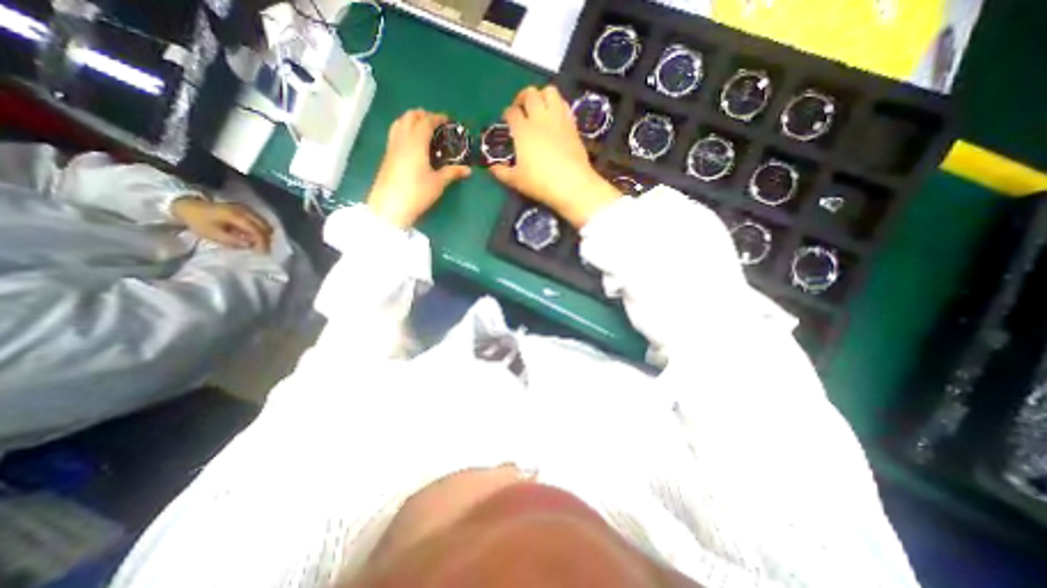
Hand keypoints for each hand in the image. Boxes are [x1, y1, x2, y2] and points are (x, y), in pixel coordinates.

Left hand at [173, 196, 271, 253]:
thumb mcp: (212, 234)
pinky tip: (253, 236)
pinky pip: (260, 221)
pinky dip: (260, 230)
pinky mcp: (246, 210)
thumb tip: (250, 245)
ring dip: (264, 234)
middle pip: (266, 226)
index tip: (264, 253)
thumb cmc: (198, 221)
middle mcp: (246, 211)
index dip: (262, 242)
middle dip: (266, 239)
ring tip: (258, 244)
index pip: (257, 230)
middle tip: (263, 249)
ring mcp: (247, 209)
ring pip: (265, 224)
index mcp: (236, 216)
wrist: (187, 205)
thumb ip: (232, 240)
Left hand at [365, 108, 471, 225]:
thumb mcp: (438, 183)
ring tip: (422, 127)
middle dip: (423, 115)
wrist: (390, 206)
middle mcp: (402, 139)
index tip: (447, 120)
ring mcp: (392, 147)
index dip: (437, 118)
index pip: (426, 122)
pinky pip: (395, 133)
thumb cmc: (417, 193)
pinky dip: (404, 128)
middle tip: (435, 122)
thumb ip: (452, 173)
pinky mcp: (387, 156)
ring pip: (399, 122)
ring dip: (411, 119)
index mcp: (416, 143)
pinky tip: (411, 141)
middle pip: (409, 117)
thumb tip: (468, 170)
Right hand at [492, 85, 619, 226]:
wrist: (572, 184)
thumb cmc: (540, 183)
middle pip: (530, 94)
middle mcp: (540, 119)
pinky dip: (558, 105)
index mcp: (523, 131)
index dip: (507, 114)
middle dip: (522, 97)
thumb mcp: (517, 181)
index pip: (512, 112)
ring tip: (539, 107)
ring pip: (550, 91)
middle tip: (521, 109)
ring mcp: (558, 119)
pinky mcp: (572, 125)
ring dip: (542, 95)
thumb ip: (502, 173)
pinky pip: (564, 104)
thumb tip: (492, 168)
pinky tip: (555, 117)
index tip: (507, 120)